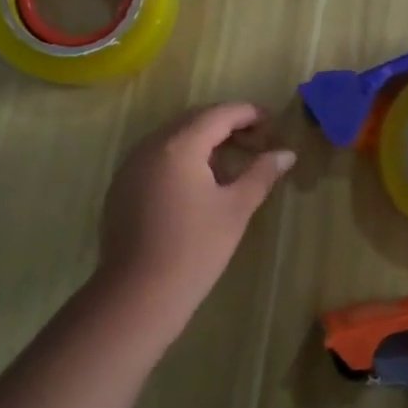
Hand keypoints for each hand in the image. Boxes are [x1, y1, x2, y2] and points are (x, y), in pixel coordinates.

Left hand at [90, 102, 295, 345]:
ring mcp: (131, 165)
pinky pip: (157, 157)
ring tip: (232, 159)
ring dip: (203, 140)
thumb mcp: (236, 208)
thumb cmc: (195, 248)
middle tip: (256, 139)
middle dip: (226, 124)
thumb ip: (261, 174)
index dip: (248, 113)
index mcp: (180, 145)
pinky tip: (198, 181)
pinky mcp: (122, 186)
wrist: (139, 293)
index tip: (272, 121)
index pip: (219, 114)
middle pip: (194, 120)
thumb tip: (286, 153)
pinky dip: (181, 157)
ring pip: (173, 138)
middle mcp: (151, 145)